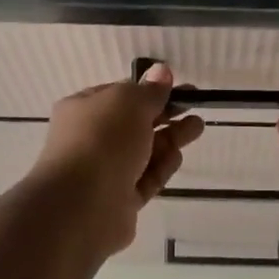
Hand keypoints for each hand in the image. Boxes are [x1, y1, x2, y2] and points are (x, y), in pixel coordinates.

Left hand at [25, 63, 205, 258]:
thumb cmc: (102, 140)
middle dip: (165, 114)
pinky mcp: (120, 200)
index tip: (178, 86)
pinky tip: (177, 156)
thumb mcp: (129, 103)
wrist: (82, 205)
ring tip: (197, 128)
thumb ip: (150, 91)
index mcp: (83, 109)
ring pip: (143, 151)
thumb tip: (162, 72)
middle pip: (134, 123)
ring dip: (169, 138)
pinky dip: (162, 167)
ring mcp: (104, 171)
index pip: (119, 94)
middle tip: (195, 107)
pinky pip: (145, 179)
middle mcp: (90, 139)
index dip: (149, 89)